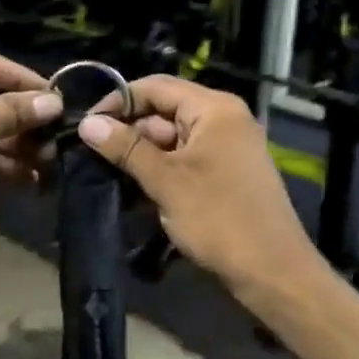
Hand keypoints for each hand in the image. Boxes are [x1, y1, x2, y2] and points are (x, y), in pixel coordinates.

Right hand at [75, 75, 316, 296]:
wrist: (272, 271)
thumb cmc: (218, 219)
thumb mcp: (166, 181)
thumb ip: (125, 148)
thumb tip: (87, 124)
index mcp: (214, 108)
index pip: (156, 87)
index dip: (118, 102)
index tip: (86, 125)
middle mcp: (224, 118)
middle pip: (164, 111)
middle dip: (129, 132)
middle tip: (92, 156)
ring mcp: (228, 145)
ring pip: (173, 138)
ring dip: (142, 155)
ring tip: (108, 174)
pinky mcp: (227, 171)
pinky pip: (186, 158)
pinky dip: (162, 169)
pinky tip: (135, 189)